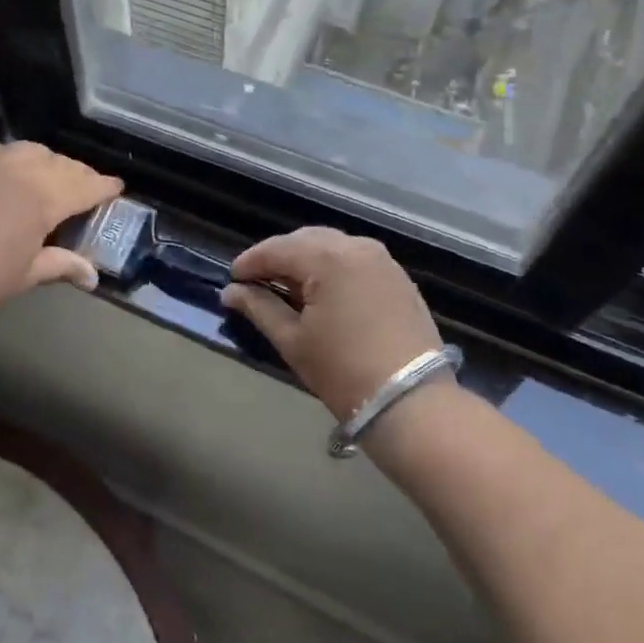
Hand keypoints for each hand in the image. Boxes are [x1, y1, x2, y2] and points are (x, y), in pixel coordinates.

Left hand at [0, 140, 121, 327]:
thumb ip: (63, 265)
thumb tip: (93, 276)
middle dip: (79, 175)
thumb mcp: (26, 275)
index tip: (117, 189)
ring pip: (32, 150)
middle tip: (85, 190)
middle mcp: (23, 169)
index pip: (87, 185)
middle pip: (63, 164)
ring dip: (47, 162)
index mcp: (45, 197)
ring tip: (48, 179)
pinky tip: (6, 170)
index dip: (105, 187)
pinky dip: (10, 157)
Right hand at [220, 228, 444, 423]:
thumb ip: (259, 308)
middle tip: (257, 282)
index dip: (250, 262)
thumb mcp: (293, 340)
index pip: (277, 249)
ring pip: (332, 246)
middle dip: (278, 257)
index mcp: (327, 258)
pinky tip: (322, 292)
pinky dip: (332, 268)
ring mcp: (382, 260)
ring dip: (306, 260)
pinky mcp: (398, 278)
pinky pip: (355, 259)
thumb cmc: (343, 371)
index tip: (232, 280)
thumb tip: (230, 292)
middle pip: (305, 240)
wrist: (412, 402)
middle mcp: (356, 247)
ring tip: (287, 287)